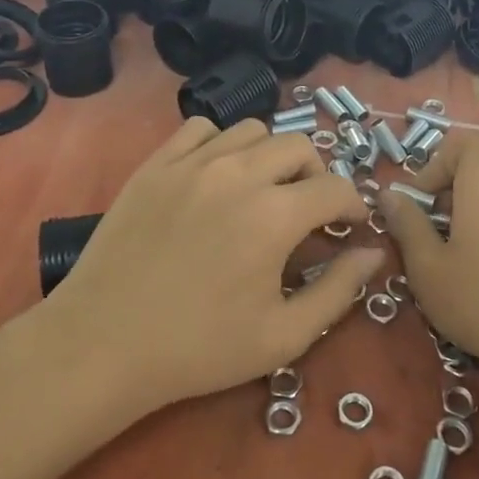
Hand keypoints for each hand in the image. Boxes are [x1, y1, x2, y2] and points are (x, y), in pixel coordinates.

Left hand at [46, 117, 384, 414]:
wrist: (104, 344)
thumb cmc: (199, 348)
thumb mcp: (283, 336)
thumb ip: (339, 291)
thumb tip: (373, 253)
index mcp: (275, 215)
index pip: (335, 188)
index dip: (352, 205)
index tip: (348, 226)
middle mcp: (238, 174)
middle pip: (298, 146)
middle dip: (316, 175)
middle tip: (308, 210)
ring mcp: (191, 163)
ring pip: (251, 130)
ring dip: (270, 156)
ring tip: (262, 190)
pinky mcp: (155, 164)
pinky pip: (201, 130)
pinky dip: (220, 144)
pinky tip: (215, 177)